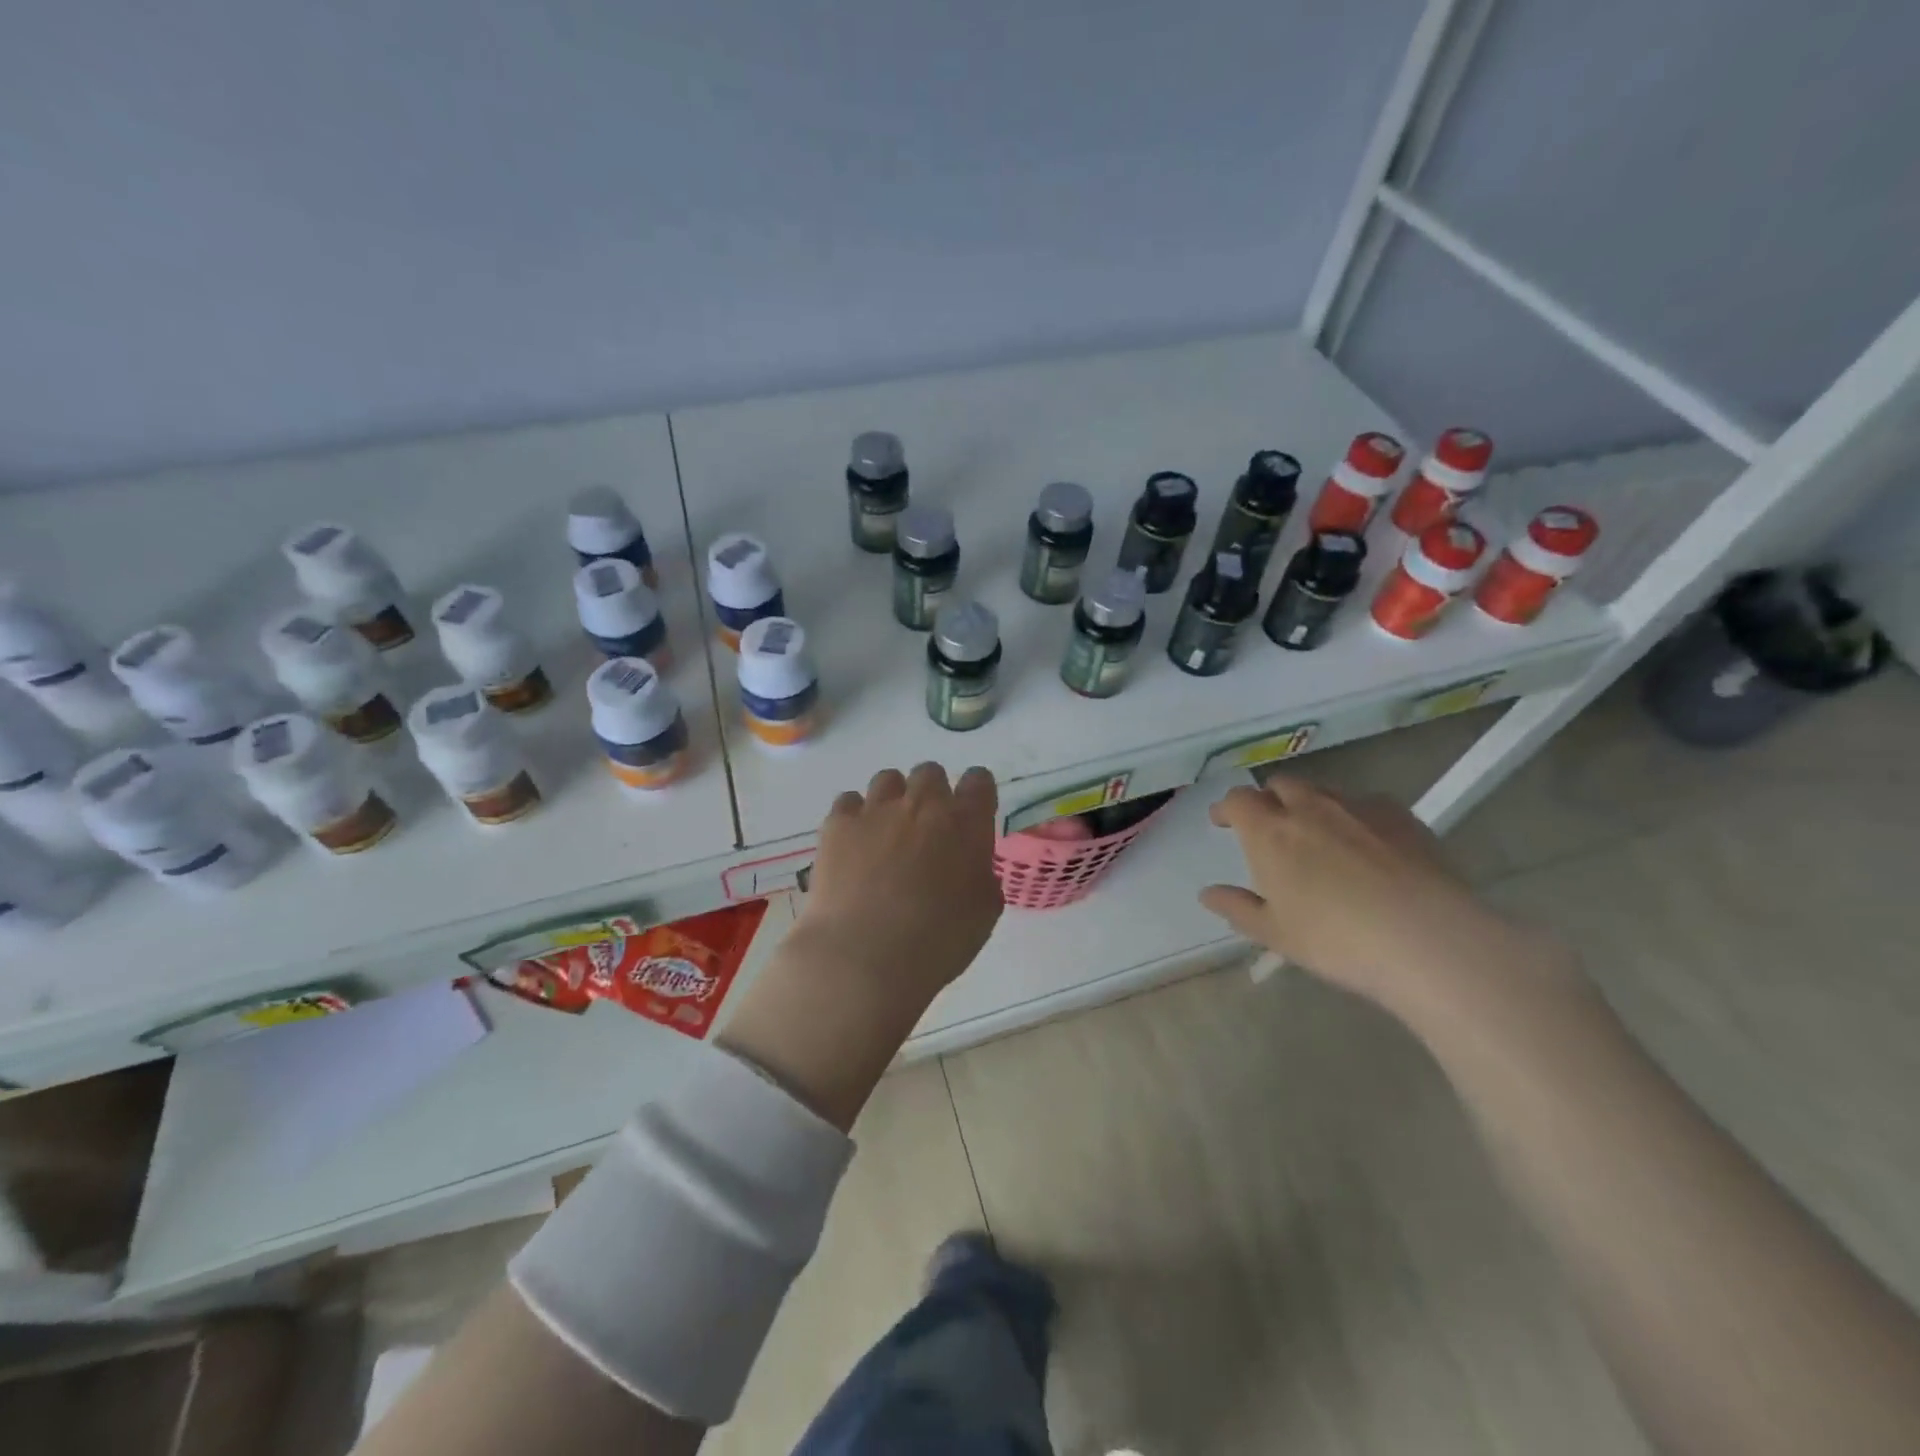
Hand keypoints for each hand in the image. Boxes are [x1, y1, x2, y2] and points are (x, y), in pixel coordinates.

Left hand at [794, 762, 1003, 1000]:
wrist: (865, 955)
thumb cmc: (937, 942)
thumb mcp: (983, 914)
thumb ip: (982, 877)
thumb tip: (971, 867)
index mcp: (966, 824)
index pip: (978, 781)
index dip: (975, 793)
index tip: (970, 814)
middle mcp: (923, 804)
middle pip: (930, 773)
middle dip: (930, 794)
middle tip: (925, 829)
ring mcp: (877, 810)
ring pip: (888, 779)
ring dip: (892, 800)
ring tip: (885, 833)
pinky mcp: (838, 823)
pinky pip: (849, 801)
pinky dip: (854, 817)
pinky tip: (853, 845)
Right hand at [1199, 775, 1528, 1011]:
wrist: (1427, 940)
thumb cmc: (1336, 940)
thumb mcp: (1275, 934)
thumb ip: (1238, 908)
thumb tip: (1208, 894)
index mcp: (1270, 832)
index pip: (1238, 800)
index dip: (1227, 808)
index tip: (1223, 821)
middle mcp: (1309, 807)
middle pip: (1280, 785)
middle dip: (1269, 800)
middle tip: (1270, 826)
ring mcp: (1357, 807)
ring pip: (1323, 792)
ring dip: (1310, 805)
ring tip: (1319, 836)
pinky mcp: (1401, 816)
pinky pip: (1366, 804)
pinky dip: (1354, 816)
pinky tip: (1367, 844)